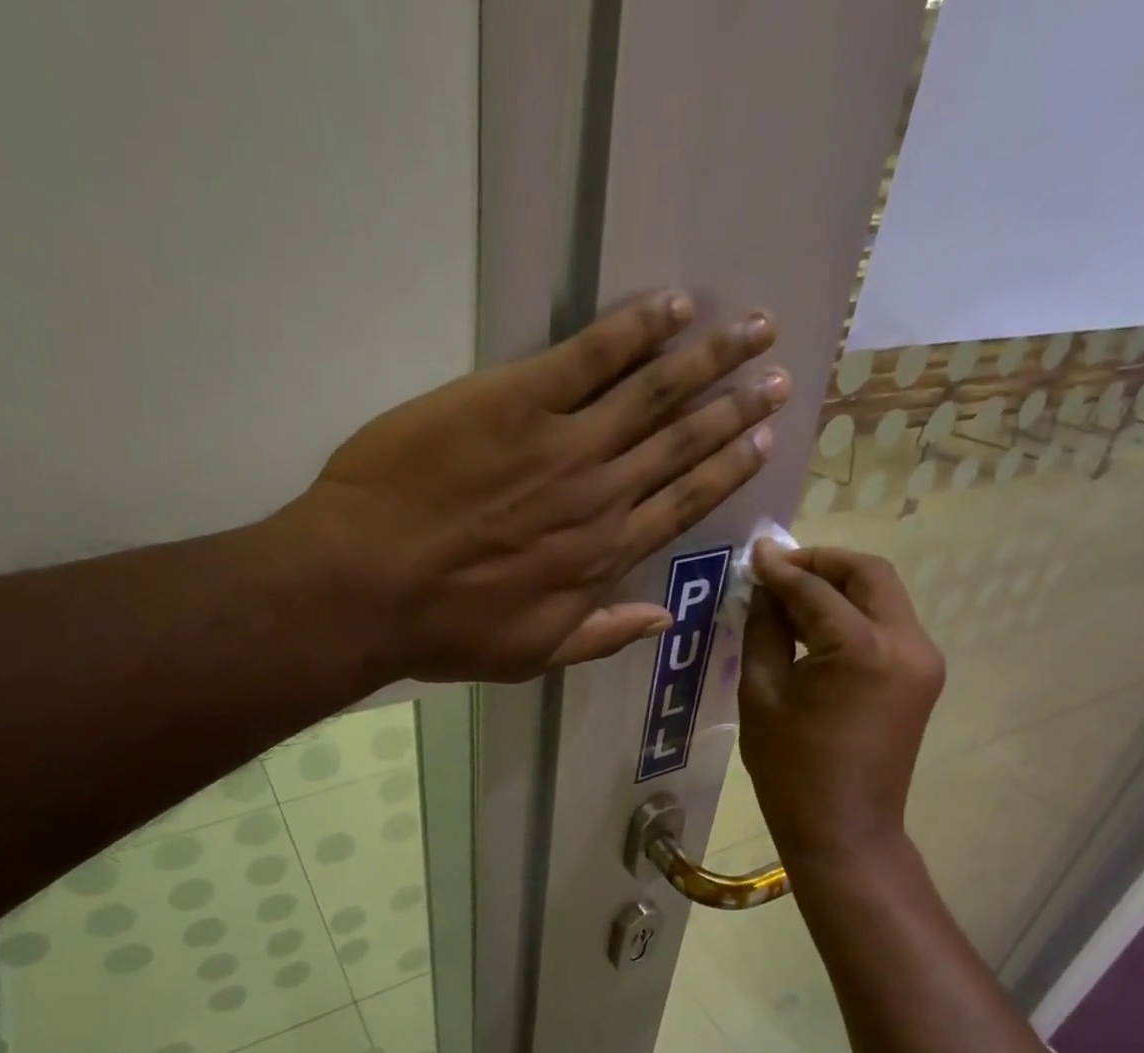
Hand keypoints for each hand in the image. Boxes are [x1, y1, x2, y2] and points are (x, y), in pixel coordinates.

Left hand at [278, 290, 788, 682]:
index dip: (728, 468)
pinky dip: (634, 328)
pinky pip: (590, 355)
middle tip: (776, 373)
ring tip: (752, 327)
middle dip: (735, 407)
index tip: (764, 439)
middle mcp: (601, 495)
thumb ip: (603, 635)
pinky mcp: (516, 399)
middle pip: (682, 441)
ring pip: (654, 392)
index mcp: (604, 556)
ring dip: (707, 357)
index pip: (684, 502)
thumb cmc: (446, 630)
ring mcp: (563, 443)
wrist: (367, 587)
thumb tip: (665, 619)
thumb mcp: (533, 656)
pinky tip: (670, 306)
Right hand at [738, 546, 945, 861]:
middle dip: (822, 563)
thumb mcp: (761, 694)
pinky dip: (853, 614)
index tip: (754, 556)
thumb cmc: (791, 770)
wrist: (844, 830)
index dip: (782, 568)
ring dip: (840, 586)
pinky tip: (817, 626)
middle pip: (869, 574)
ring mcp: (923, 661)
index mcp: (862, 650)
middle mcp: (906, 643)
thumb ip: (765, 630)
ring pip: (883, 595)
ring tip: (792, 596)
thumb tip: (765, 589)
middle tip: (779, 568)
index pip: (817, 589)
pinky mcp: (922, 677)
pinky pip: (887, 625)